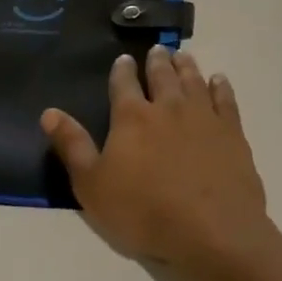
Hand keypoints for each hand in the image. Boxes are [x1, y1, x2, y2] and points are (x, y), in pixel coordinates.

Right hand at [42, 46, 271, 270]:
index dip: (122, 70)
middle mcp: (169, 107)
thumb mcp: (92, 186)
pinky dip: (220, 86)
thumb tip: (49, 112)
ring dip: (186, 66)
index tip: (123, 59)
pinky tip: (218, 80)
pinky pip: (225, 99)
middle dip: (157, 61)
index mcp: (132, 118)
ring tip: (182, 56)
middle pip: (162, 76)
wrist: (210, 230)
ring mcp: (204, 117)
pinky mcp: (232, 132)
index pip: (124, 84)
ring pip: (193, 81)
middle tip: (158, 49)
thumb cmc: (144, 212)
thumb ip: (72, 146)